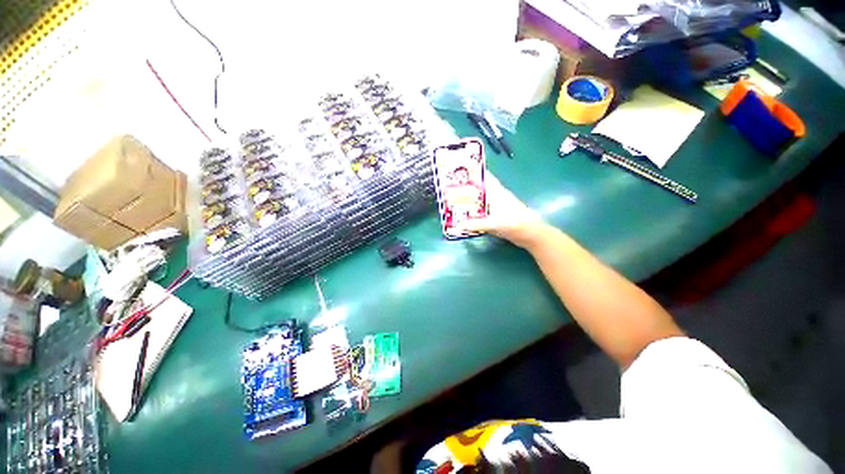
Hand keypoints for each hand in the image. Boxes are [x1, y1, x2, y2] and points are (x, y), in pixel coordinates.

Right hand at [457, 173, 548, 248]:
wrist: (531, 234)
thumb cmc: (514, 224)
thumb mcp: (493, 224)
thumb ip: (475, 225)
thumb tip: (458, 225)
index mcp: (497, 193)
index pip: (485, 177)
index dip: (475, 170)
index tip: (463, 165)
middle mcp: (498, 196)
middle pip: (481, 186)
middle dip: (469, 184)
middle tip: (454, 184)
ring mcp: (499, 205)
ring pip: (483, 197)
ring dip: (472, 196)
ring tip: (458, 197)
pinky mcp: (500, 214)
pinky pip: (484, 207)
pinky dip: (476, 208)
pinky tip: (469, 213)